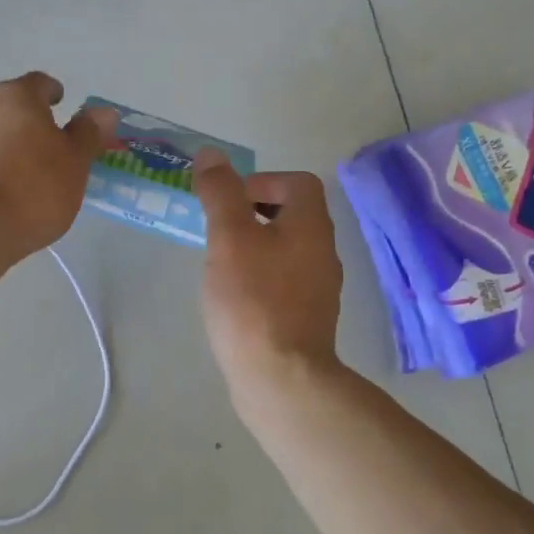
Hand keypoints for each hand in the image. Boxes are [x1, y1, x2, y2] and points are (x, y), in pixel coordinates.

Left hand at [0, 72, 116, 254]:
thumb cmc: (37, 184)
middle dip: (26, 114)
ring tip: (25, 162)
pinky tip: (4, 184)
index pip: (38, 82)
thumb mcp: (76, 160)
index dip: (53, 92)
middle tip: (46, 136)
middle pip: (8, 101)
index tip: (62, 105)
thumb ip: (89, 133)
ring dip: (5, 137)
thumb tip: (104, 112)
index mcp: (18, 96)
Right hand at [194, 150, 344, 396]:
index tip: (229, 201)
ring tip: (221, 262)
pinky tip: (235, 297)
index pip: (298, 182)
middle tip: (220, 230)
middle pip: (294, 214)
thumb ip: (220, 193)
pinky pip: (284, 280)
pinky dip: (260, 276)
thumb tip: (211, 155)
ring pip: (287, 249)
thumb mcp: (229, 238)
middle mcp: (323, 252)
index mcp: (311, 226)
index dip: (263, 181)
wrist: (281, 379)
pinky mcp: (306, 318)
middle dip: (254, 212)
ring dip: (255, 245)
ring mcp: (318, 288)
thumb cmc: (253, 301)